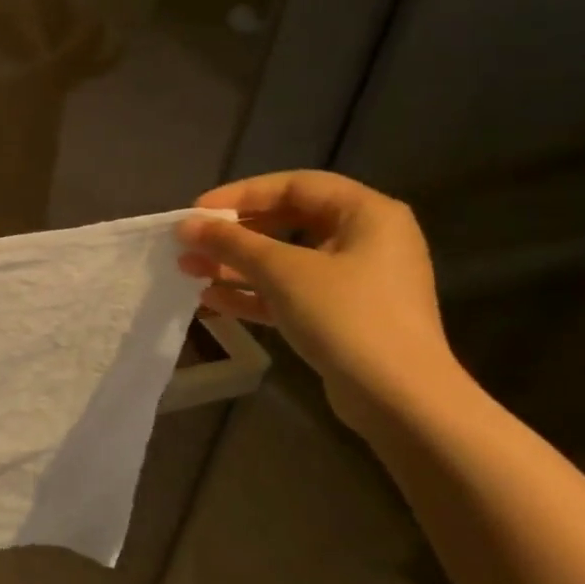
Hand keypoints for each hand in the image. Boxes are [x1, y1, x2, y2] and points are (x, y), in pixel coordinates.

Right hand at [175, 170, 458, 432]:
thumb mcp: (281, 271)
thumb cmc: (345, 316)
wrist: (399, 398)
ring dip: (236, 264)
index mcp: (367, 214)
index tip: (199, 211)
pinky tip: (212, 300)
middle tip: (192, 242)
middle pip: (288, 222)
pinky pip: (291, 293)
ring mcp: (356, 281)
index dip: (242, 194)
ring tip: (189, 270)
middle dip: (234, 234)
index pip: (295, 185)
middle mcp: (366, 240)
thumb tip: (185, 225)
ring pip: (285, 261)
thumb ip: (231, 243)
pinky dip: (254, 293)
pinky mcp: (344, 316)